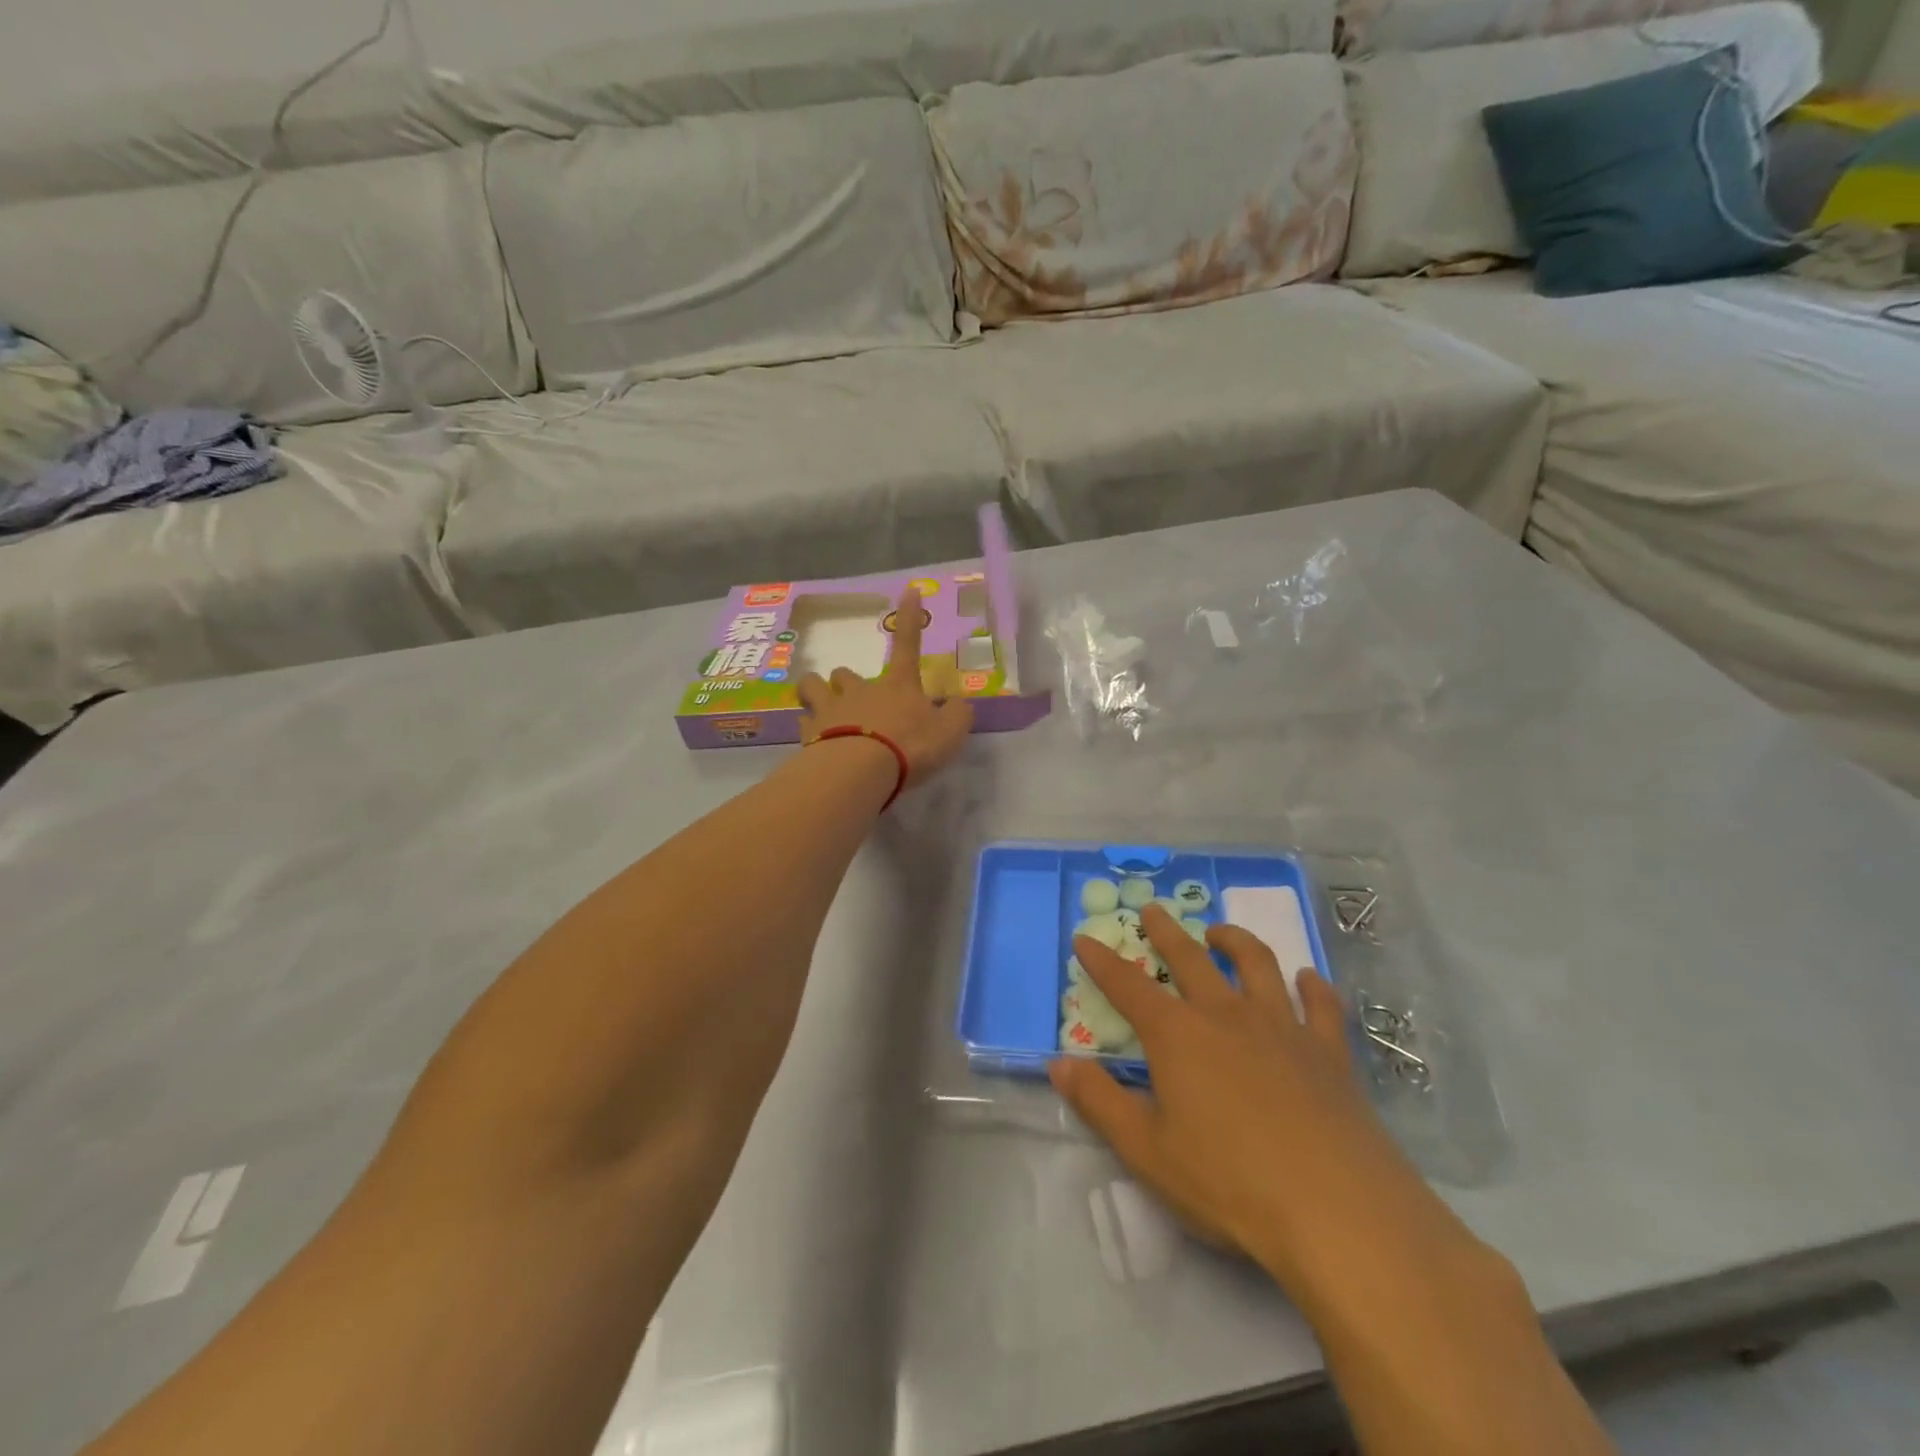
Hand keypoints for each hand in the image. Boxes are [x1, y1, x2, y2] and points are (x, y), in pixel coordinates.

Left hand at [798, 586, 972, 790]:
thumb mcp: (950, 732)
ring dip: (815, 693)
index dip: (910, 617)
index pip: (908, 645)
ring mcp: (830, 709)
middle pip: (844, 673)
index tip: (910, 590)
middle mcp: (860, 691)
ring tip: (821, 710)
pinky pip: (804, 723)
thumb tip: (959, 704)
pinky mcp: (808, 733)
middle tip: (854, 700)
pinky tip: (815, 744)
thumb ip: (957, 715)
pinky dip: (809, 730)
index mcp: (898, 686)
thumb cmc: (910, 746)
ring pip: (811, 687)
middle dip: (846, 682)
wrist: (860, 770)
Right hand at [1050, 904, 1468, 1301]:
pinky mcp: (1329, 1052)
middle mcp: (1226, 1015)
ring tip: (1220, 931)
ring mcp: (1283, 1027)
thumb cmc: (1229, 1183)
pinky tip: (1307, 978)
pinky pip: (1321, 1005)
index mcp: (1178, 1035)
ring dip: (1235, 940)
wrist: (1337, 1211)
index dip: (1102, 961)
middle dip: (1166, 931)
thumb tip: (1058, 1063)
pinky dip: (1312, 985)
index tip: (1083, 938)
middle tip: (1153, 909)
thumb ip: (1099, 1101)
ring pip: (1257, 964)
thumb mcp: (1146, 1150)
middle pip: (1190, 958)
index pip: (1128, 986)